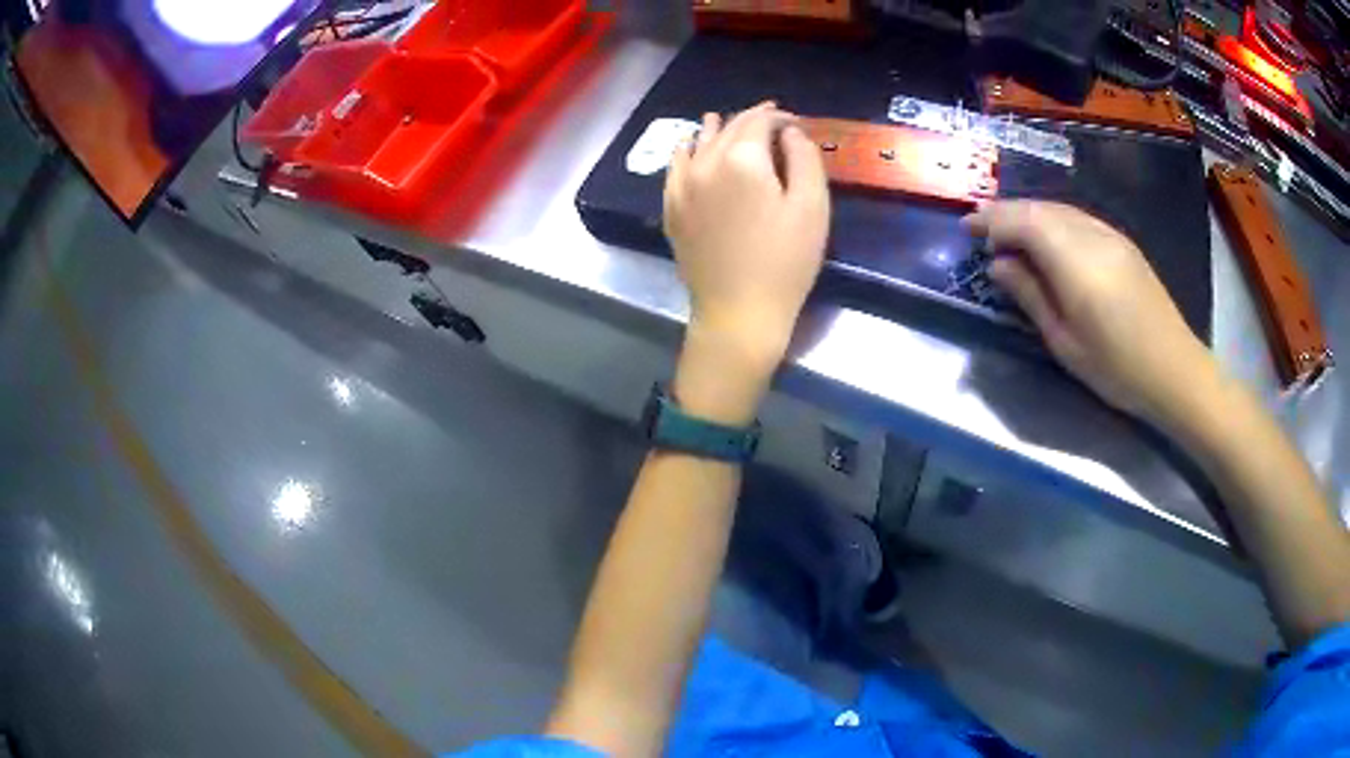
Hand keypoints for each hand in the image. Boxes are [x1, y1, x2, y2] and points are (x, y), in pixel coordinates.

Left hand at [663, 103, 830, 422]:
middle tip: (771, 121)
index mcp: (742, 159)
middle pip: (729, 128)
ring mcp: (682, 185)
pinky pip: (676, 166)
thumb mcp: (812, 207)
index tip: (795, 123)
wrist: (738, 312)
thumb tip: (789, 131)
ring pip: (699, 142)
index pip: (759, 121)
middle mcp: (704, 163)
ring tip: (726, 121)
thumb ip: (804, 157)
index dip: (779, 116)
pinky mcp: (671, 207)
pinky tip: (690, 147)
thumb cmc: (786, 262)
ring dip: (717, 129)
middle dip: (752, 120)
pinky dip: (687, 150)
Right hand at [965, 201, 1218, 426]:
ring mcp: (1110, 235)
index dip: (990, 220)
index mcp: (1074, 261)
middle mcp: (1091, 235)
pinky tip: (1048, 242)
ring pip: (1059, 210)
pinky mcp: (1123, 243)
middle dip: (1006, 213)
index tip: (966, 229)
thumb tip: (999, 265)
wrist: (1174, 371)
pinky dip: (1053, 222)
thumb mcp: (1064, 342)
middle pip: (1039, 208)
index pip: (1022, 221)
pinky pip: (1078, 219)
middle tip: (982, 231)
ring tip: (1010, 236)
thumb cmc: (1117, 368)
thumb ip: (1030, 295)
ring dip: (1029, 215)